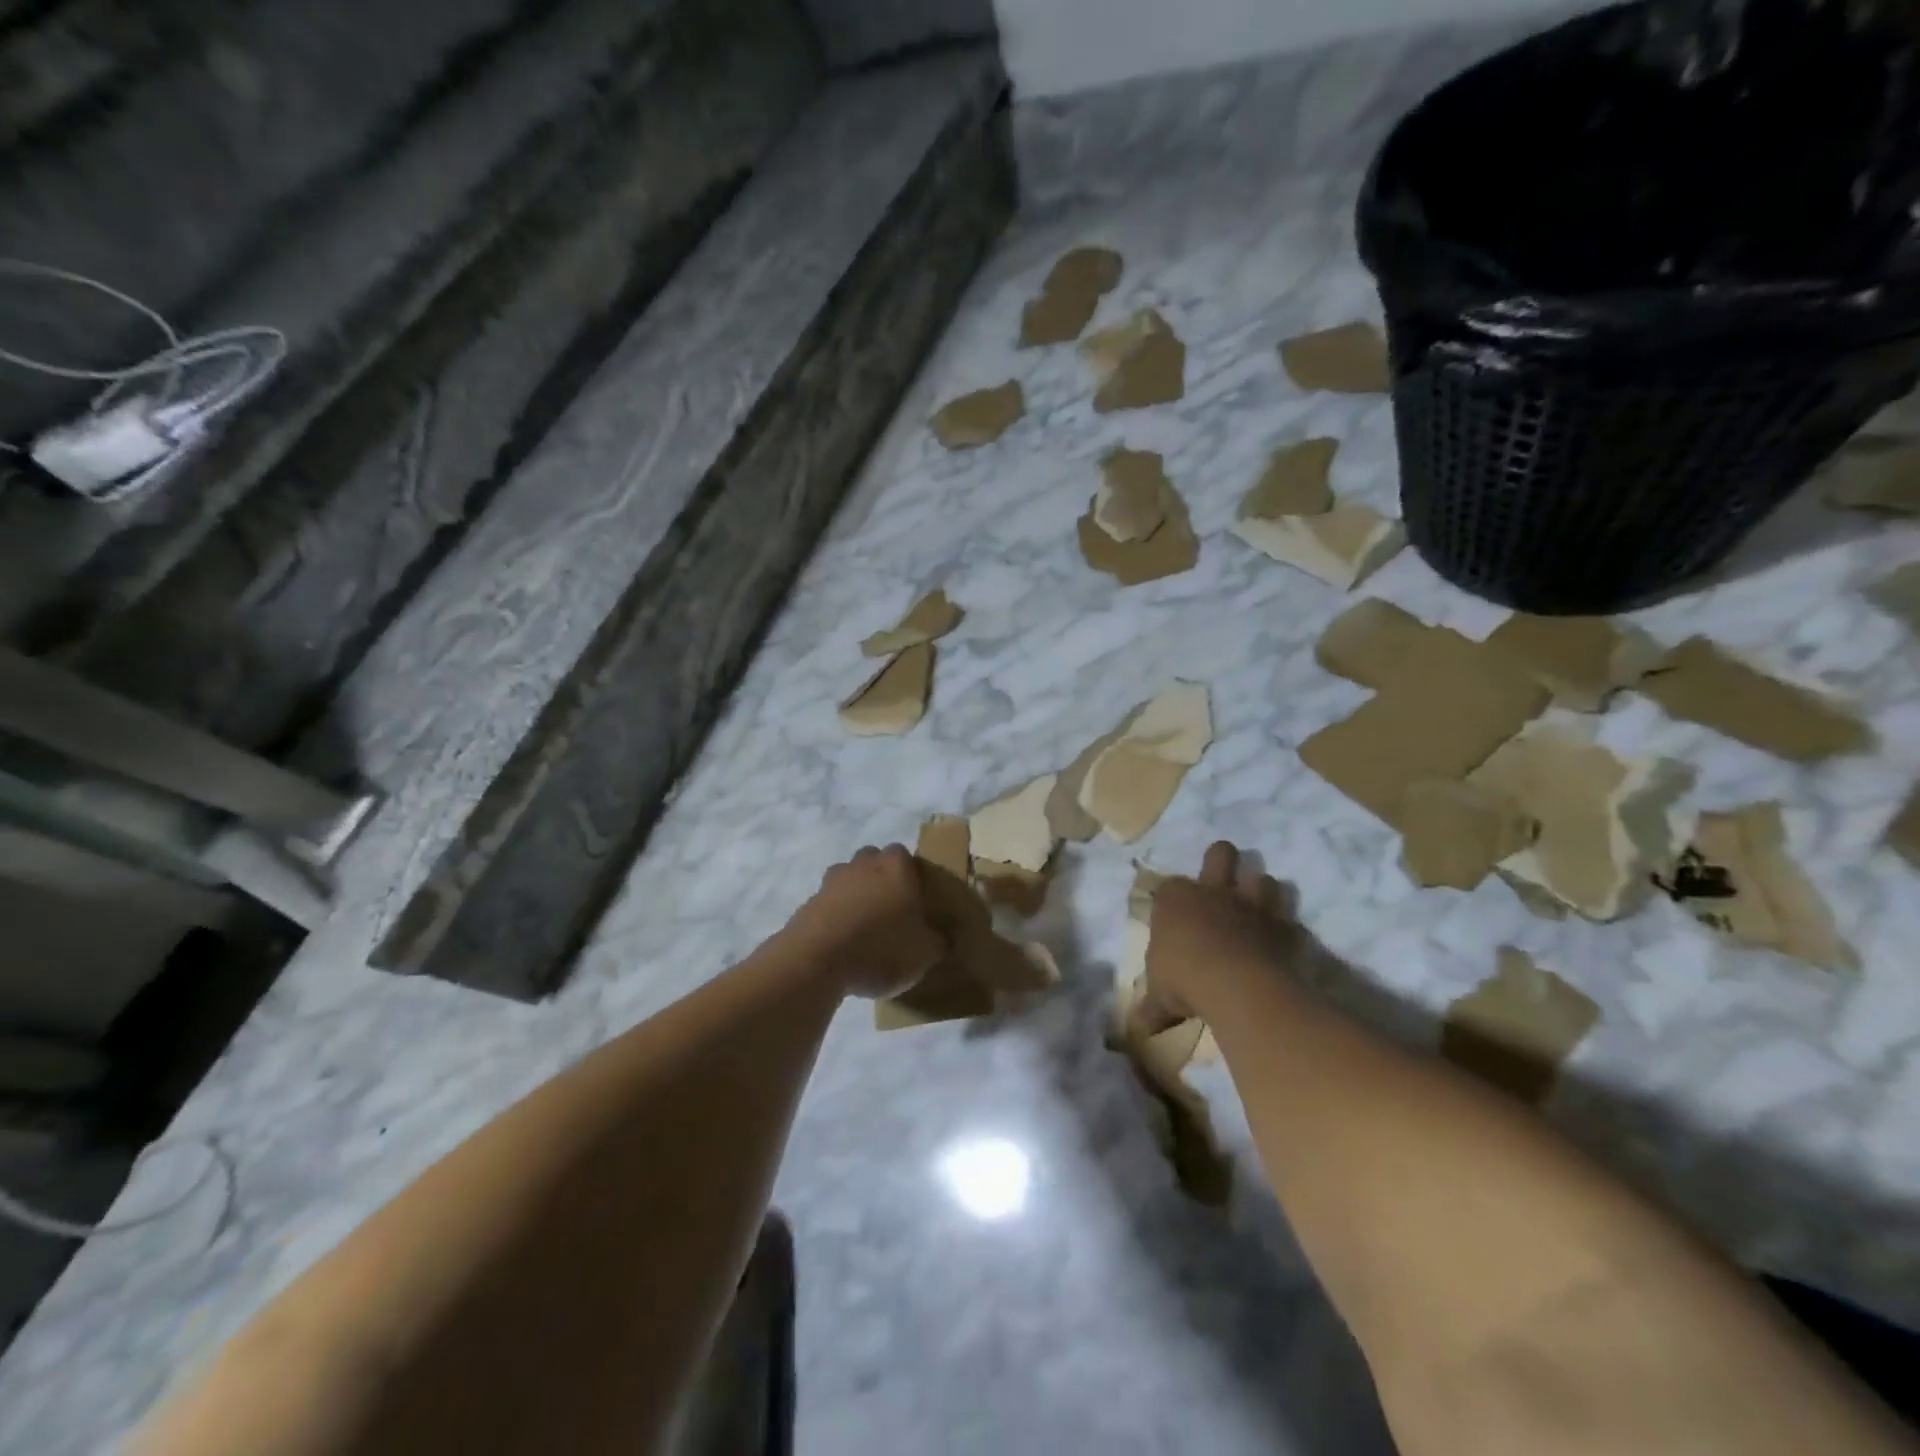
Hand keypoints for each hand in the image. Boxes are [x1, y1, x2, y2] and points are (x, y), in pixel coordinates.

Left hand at [781, 845, 946, 998]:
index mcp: (896, 866)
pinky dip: (836, 916)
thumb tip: (943, 938)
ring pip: (849, 880)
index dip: (911, 876)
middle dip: (882, 880)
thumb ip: (938, 941)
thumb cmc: (881, 947)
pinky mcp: (809, 902)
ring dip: (856, 896)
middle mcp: (863, 864)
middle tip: (892, 911)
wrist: (817, 960)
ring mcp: (832, 881)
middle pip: (874, 862)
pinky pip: (829, 904)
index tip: (916, 901)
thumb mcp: (925, 953)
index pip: (906, 856)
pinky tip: (843, 944)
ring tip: (865, 929)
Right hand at [1134, 841, 1303, 1034]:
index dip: (1172, 899)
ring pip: (1264, 879)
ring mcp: (1253, 905)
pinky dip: (1286, 930)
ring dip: (1261, 892)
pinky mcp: (1284, 927)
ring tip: (1257, 910)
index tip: (1172, 917)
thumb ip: (1151, 1008)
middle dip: (1222, 860)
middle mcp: (1214, 892)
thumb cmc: (1185, 980)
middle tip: (1221, 881)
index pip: (1169, 886)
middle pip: (1220, 853)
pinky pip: (1289, 921)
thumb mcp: (1160, 997)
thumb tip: (1135, 1031)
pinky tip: (1282, 944)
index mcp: (1176, 899)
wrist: (1239, 986)